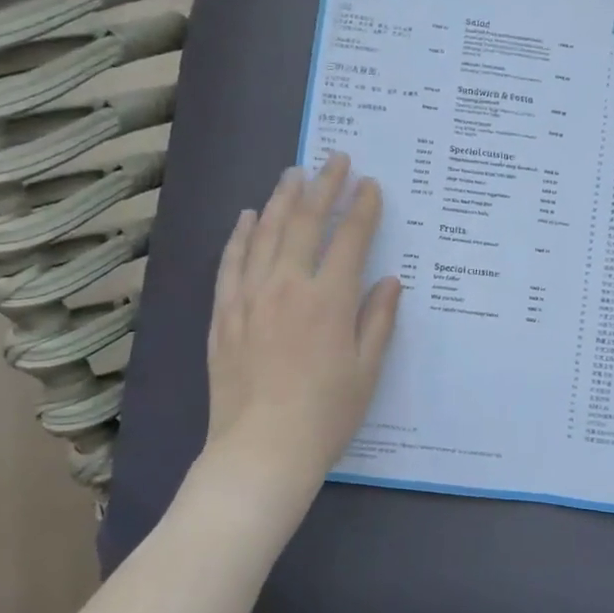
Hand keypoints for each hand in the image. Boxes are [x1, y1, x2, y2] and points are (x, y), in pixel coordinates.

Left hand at [196, 153, 400, 520]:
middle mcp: (288, 287)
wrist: (261, 452)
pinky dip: (240, 235)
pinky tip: (247, 216)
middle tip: (335, 160)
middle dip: (323, 186)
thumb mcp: (367, 370)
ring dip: (281, 199)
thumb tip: (389, 280)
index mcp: (329, 300)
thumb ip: (378, 320)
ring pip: (264, 233)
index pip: (350, 238)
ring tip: (294, 174)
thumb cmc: (326, 415)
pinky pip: (230, 263)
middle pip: (304, 222)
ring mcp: (250, 297)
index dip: (362, 207)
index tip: (371, 185)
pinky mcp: (223, 314)